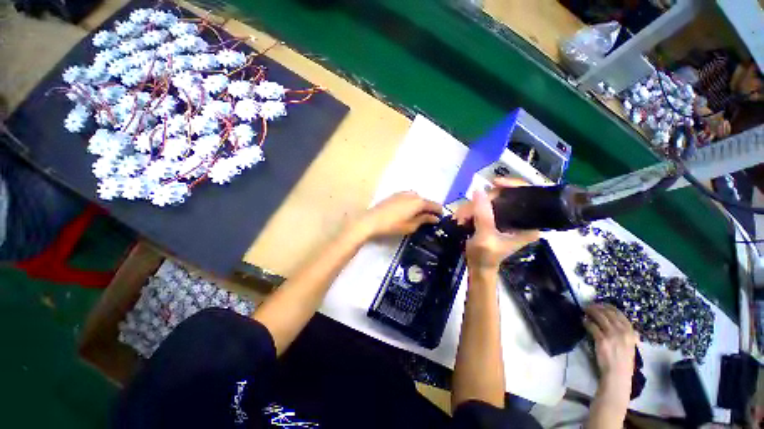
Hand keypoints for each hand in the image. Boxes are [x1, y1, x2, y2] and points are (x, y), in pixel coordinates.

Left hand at [356, 191, 441, 238]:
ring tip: (418, 215)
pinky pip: (408, 197)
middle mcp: (412, 194)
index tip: (441, 218)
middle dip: (429, 209)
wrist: (372, 220)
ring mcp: (402, 193)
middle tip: (429, 219)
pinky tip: (407, 210)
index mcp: (419, 202)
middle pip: (425, 201)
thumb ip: (424, 220)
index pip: (434, 205)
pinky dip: (412, 203)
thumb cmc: (393, 225)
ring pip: (416, 198)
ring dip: (420, 205)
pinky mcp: (394, 195)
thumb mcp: (411, 226)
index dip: (439, 211)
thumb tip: (435, 218)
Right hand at [463, 187, 538, 273]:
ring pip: (490, 200)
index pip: (528, 195)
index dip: (513, 185)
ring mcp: (506, 217)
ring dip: (472, 207)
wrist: (477, 267)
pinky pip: (483, 206)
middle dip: (483, 201)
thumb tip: (478, 189)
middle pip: (505, 196)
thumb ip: (483, 214)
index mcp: (528, 224)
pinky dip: (471, 210)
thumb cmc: (485, 256)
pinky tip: (462, 217)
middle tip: (467, 211)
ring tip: (461, 218)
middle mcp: (520, 218)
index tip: (494, 183)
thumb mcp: (485, 236)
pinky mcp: (495, 218)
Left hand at [584, 304, 637, 385]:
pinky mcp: (602, 339)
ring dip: (590, 311)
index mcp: (631, 333)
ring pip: (599, 317)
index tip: (600, 304)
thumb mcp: (631, 346)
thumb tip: (628, 327)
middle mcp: (623, 331)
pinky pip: (592, 325)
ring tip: (584, 310)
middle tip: (589, 306)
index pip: (619, 314)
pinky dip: (586, 321)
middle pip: (608, 313)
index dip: (608, 307)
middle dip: (597, 307)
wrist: (618, 375)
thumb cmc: (623, 362)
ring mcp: (612, 335)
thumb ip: (630, 336)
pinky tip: (583, 320)